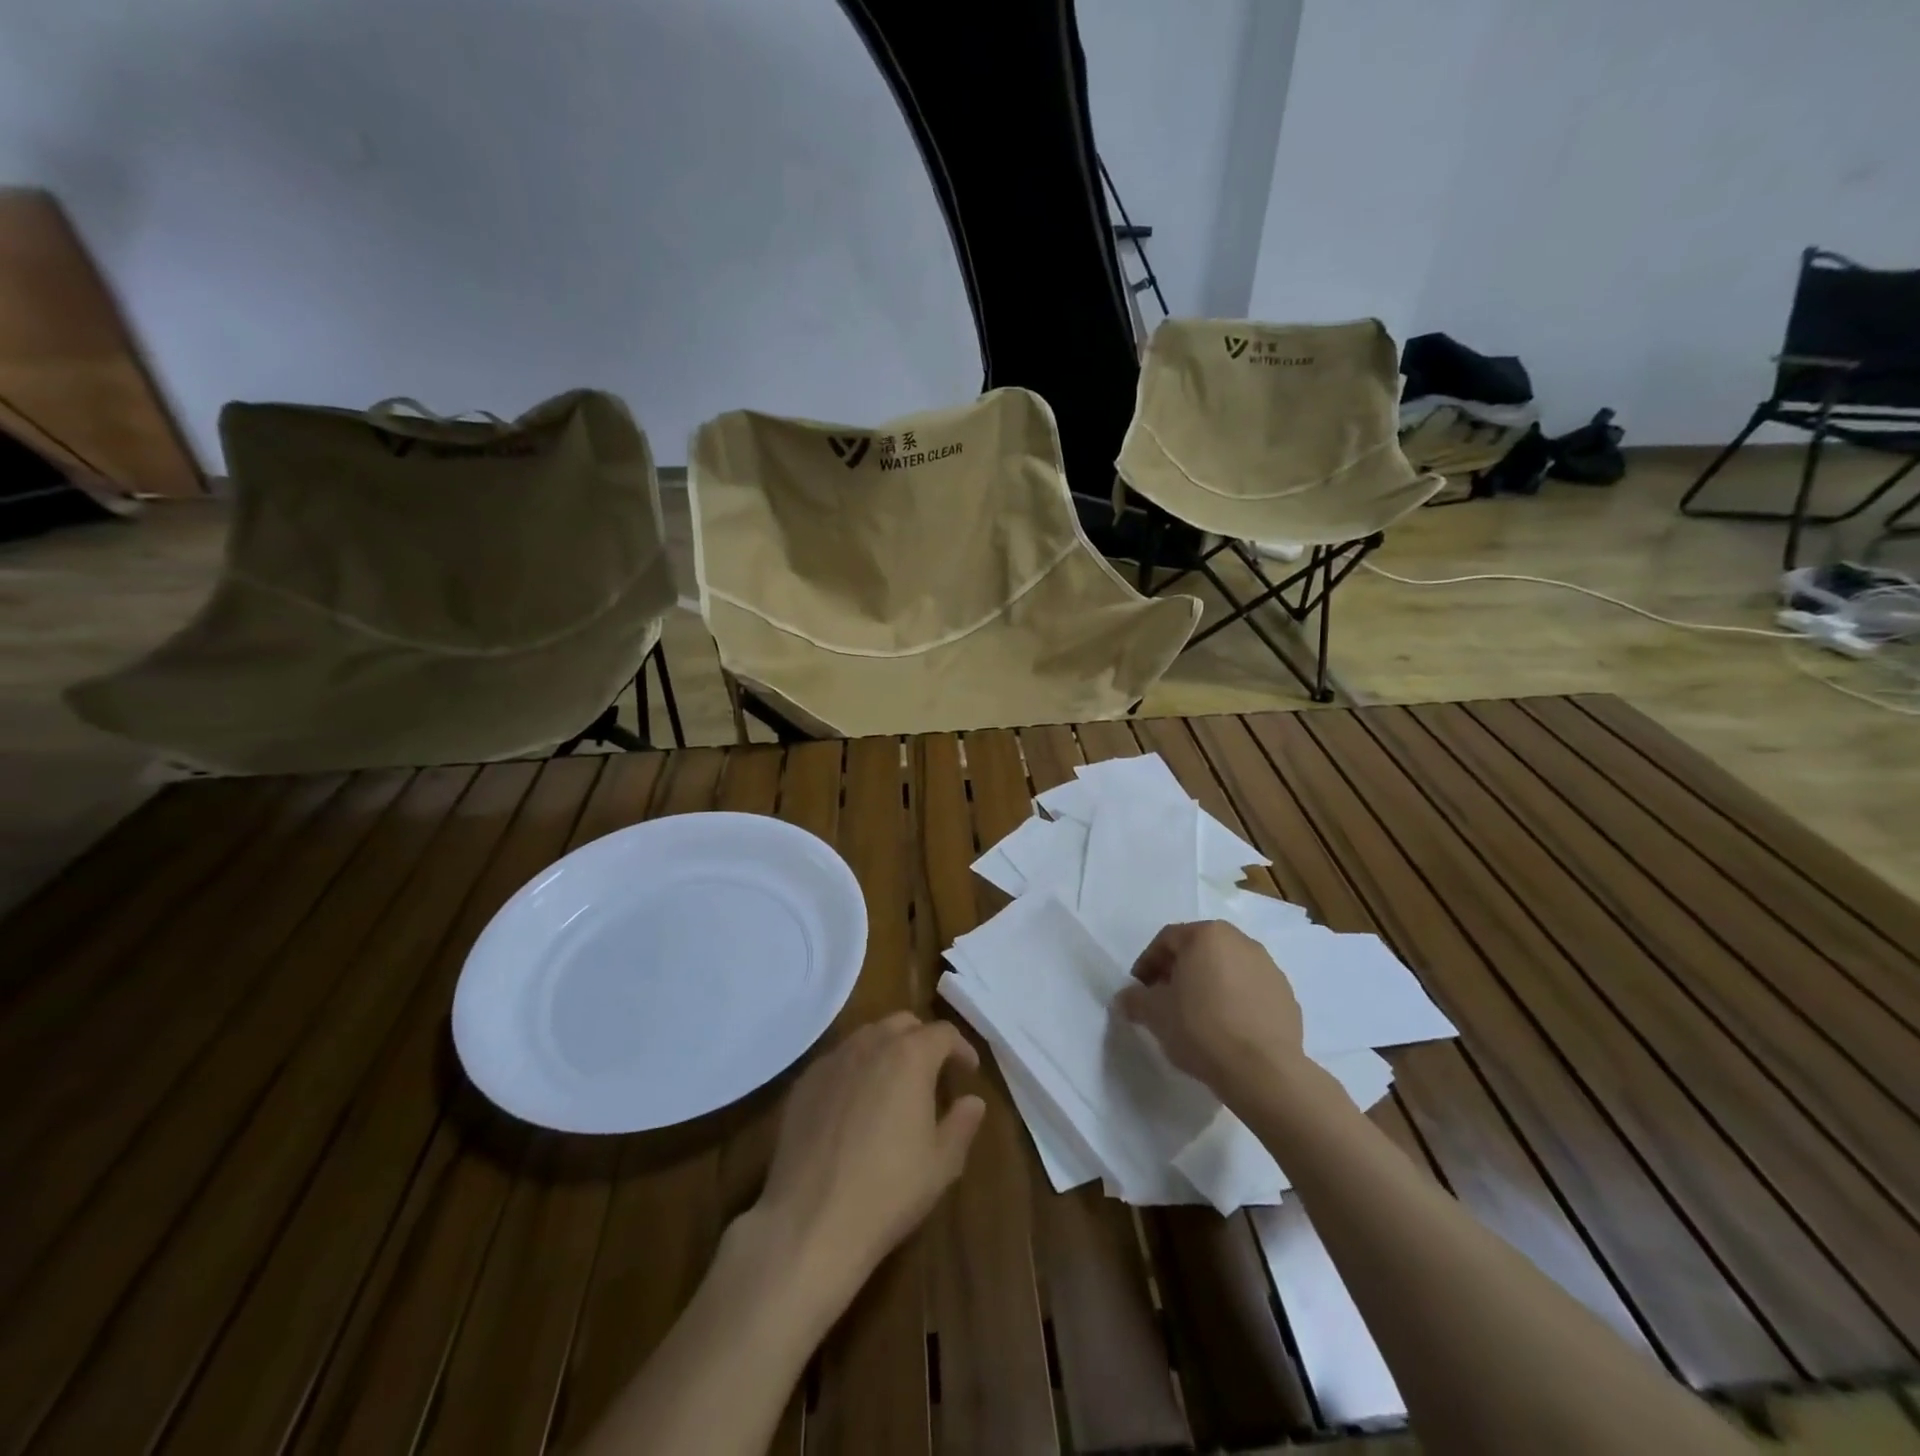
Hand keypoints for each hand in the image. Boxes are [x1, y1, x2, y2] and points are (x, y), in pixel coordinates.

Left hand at [749, 1013, 984, 1315]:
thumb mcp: (941, 1164)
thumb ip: (962, 1124)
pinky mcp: (804, 1082)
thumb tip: (973, 1101)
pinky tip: (855, 1104)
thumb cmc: (888, 1190)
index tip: (968, 1071)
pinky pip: (837, 1061)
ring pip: (867, 1037)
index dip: (960, 1048)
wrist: (811, 1221)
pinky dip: (855, 1069)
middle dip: (922, 1040)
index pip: (943, 1033)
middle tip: (933, 1072)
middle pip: (902, 1024)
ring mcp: (832, 1061)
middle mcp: (870, 1045)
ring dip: (887, 1050)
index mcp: (910, 1056)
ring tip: (894, 1084)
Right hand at [1117, 920, 1306, 1100]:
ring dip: (1208, 985)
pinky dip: (1235, 1002)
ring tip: (1197, 1017)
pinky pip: (1250, 991)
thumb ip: (1134, 999)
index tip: (1140, 990)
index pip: (1167, 940)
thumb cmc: (1201, 1028)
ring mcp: (1269, 968)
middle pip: (1199, 950)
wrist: (1263, 1071)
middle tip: (1165, 1000)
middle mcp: (1240, 941)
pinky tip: (1227, 1030)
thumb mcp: (1154, 1013)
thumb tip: (1126, 998)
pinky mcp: (1287, 996)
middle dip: (1179, 971)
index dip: (1147, 964)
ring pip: (1227, 969)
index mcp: (1207, 935)